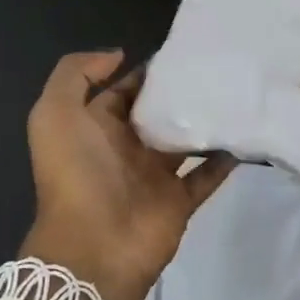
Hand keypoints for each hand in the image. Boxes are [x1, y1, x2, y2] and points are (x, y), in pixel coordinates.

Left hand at [22, 51, 234, 299]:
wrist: (94, 247)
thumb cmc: (75, 174)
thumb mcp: (54, 114)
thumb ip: (75, 74)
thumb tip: (119, 55)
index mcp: (96, 128)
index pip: (124, 92)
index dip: (146, 73)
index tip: (180, 52)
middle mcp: (125, 149)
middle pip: (157, 114)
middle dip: (180, 92)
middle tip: (216, 67)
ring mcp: (154, 176)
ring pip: (185, 141)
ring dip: (205, 121)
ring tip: (236, 93)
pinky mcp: (179, 200)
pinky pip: (206, 174)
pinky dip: (225, 158)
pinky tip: (246, 134)